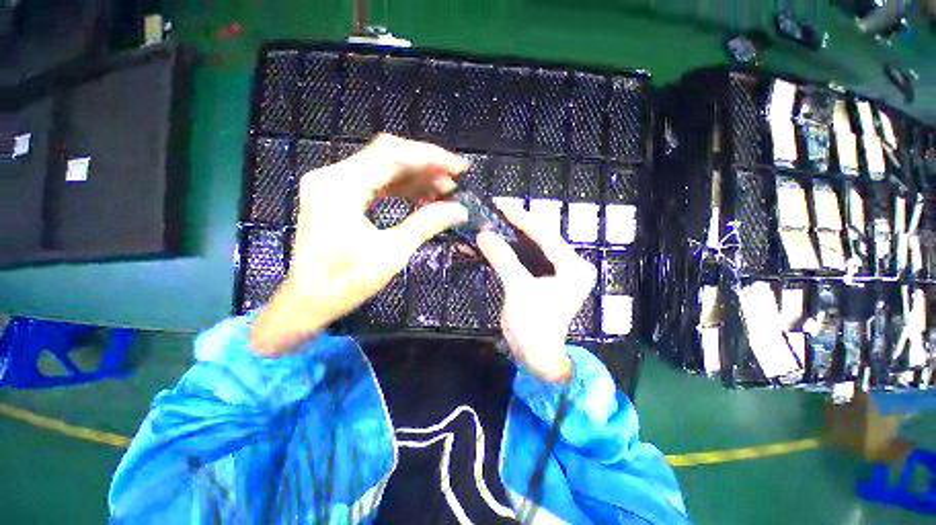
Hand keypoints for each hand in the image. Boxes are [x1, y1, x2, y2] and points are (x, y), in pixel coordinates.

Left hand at [251, 134, 467, 354]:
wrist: (309, 302)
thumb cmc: (346, 282)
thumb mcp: (392, 253)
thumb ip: (426, 225)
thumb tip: (460, 210)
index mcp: (340, 186)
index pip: (392, 156)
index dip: (430, 158)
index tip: (459, 167)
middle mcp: (334, 176)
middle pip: (388, 155)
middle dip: (426, 164)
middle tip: (454, 179)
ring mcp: (334, 185)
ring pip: (384, 167)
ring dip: (417, 176)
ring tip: (445, 190)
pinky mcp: (339, 196)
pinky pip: (376, 182)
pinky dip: (402, 187)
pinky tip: (423, 197)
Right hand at [477, 200, 596, 382]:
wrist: (537, 357)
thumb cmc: (533, 328)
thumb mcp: (518, 290)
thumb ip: (503, 259)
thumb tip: (483, 234)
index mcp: (572, 267)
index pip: (545, 234)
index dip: (521, 218)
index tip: (500, 204)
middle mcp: (569, 264)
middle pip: (541, 236)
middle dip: (516, 223)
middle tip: (494, 209)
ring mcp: (558, 271)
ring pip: (533, 245)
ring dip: (512, 234)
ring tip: (493, 220)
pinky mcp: (545, 277)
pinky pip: (527, 257)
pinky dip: (511, 249)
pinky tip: (496, 241)